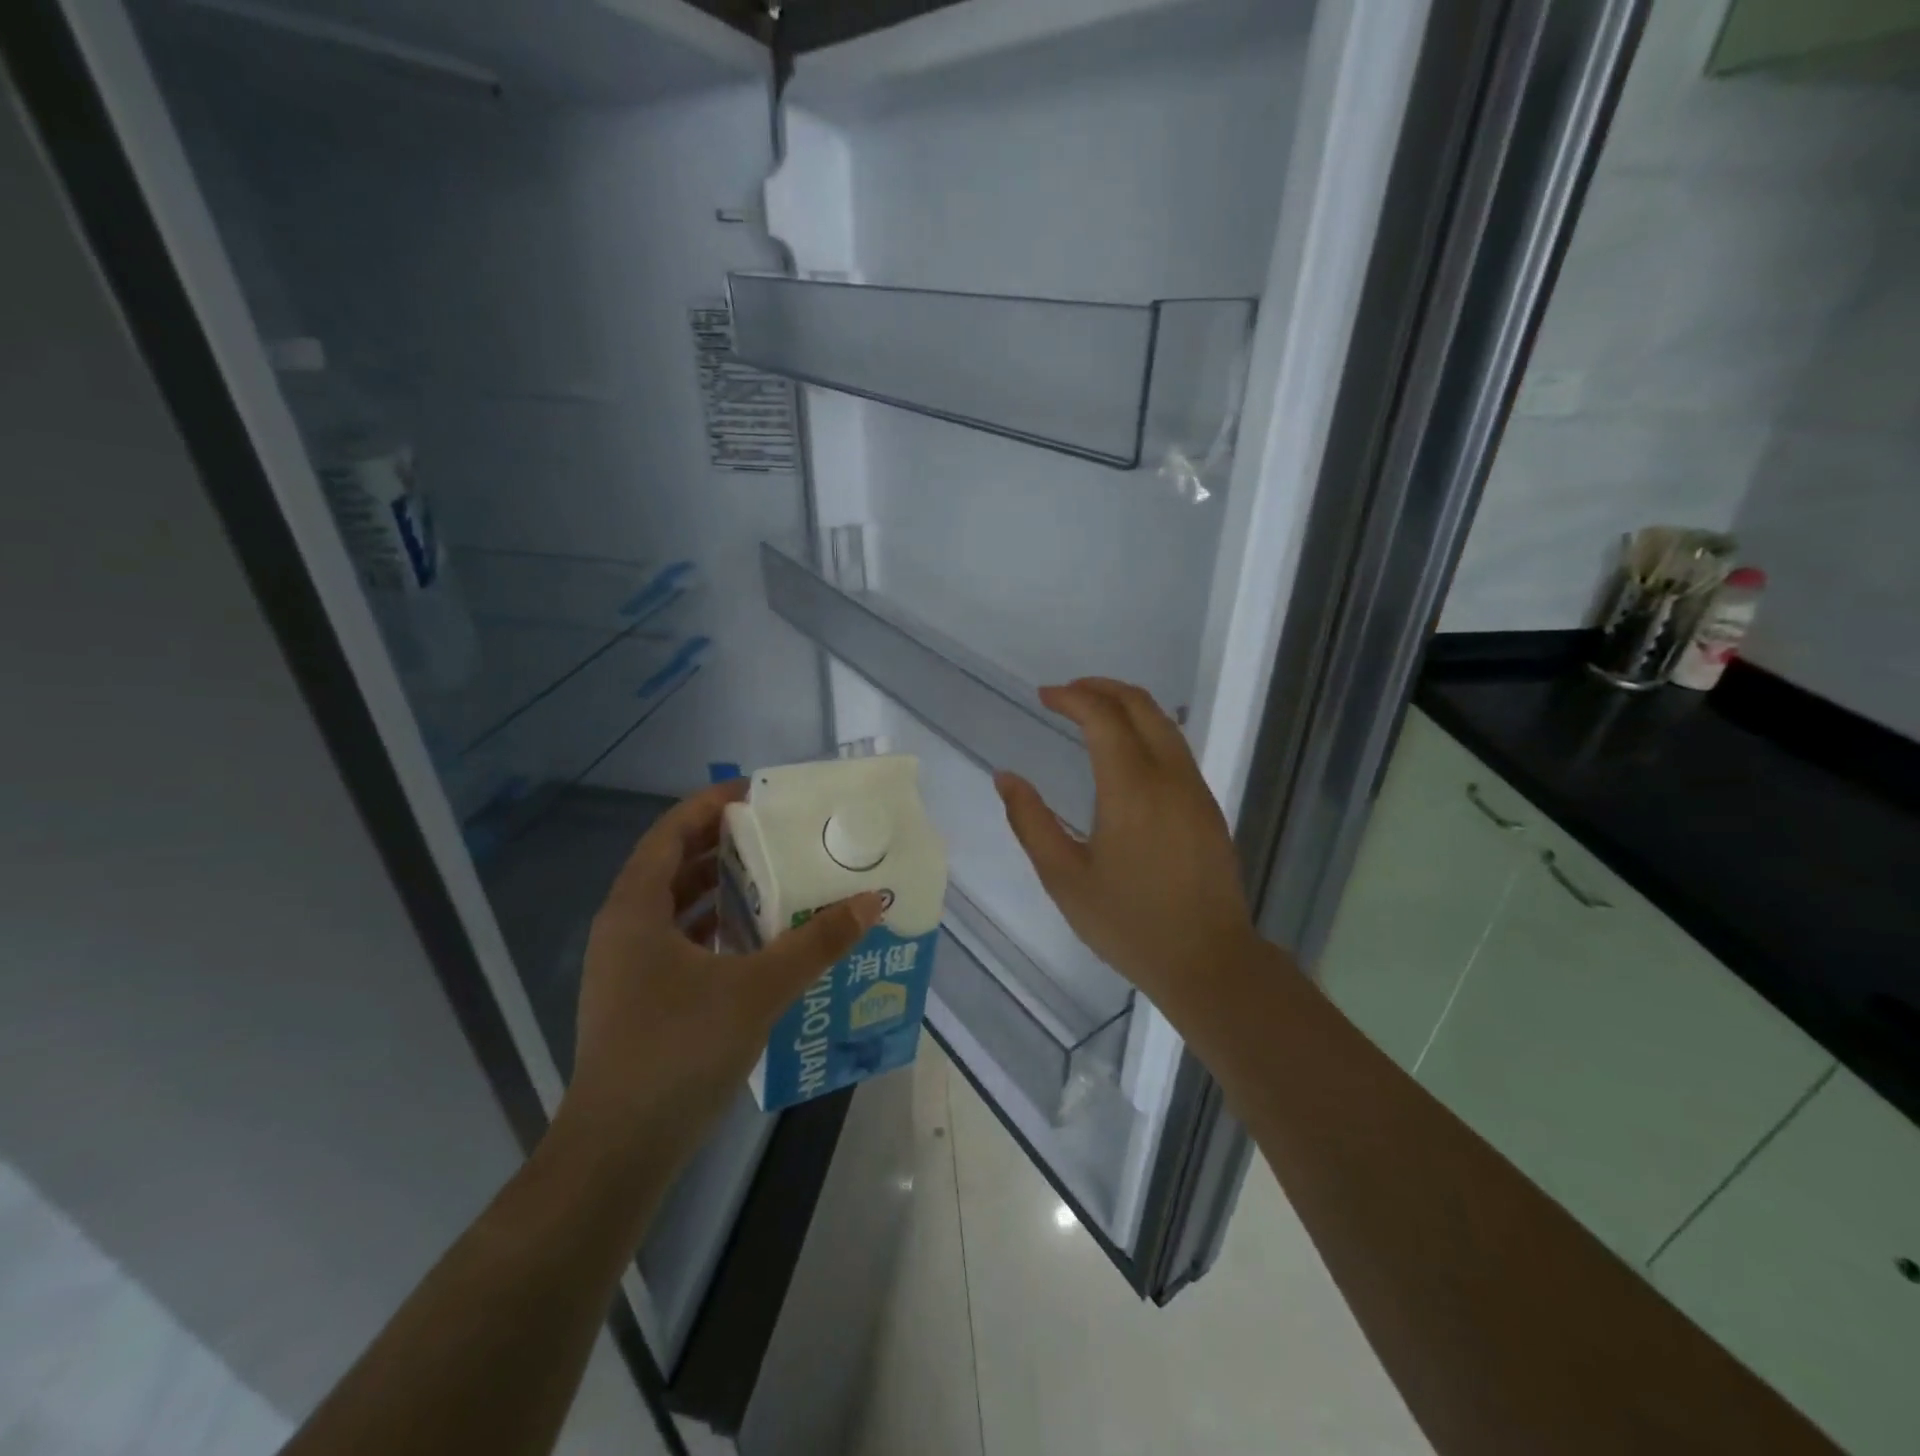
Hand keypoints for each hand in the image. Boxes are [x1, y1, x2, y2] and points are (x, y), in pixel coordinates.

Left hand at [560, 781, 882, 1176]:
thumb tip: (869, 903)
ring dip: (719, 889)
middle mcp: (623, 930)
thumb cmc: (678, 1051)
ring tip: (773, 878)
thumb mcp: (757, 989)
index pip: (669, 832)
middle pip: (672, 866)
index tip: (756, 792)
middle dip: (721, 844)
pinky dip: (714, 930)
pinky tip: (755, 941)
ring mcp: (626, 969)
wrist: (618, 1152)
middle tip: (775, 832)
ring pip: (675, 908)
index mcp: (635, 910)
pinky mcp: (638, 1002)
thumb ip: (815, 943)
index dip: (709, 805)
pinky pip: (678, 943)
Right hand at [995, 679, 1259, 1028]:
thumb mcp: (1064, 878)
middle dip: (1101, 688)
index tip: (1044, 696)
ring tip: (1092, 714)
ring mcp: (1195, 790)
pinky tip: (1125, 753)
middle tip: (1066, 693)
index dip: (1072, 697)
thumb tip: (1006, 777)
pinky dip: (1146, 730)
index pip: (1103, 717)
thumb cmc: (1128, 923)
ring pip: (1164, 723)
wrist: (1208, 961)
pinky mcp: (1208, 807)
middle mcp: (1169, 777)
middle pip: (1141, 706)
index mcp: (1131, 789)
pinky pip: (1176, 748)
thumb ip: (1031, 822)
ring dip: (1127, 706)